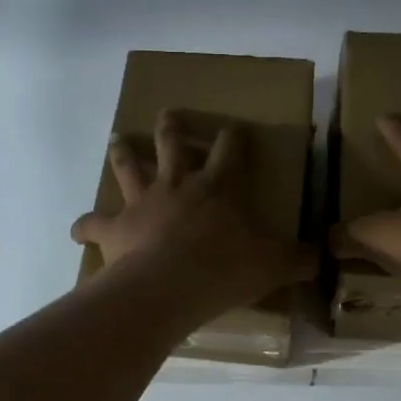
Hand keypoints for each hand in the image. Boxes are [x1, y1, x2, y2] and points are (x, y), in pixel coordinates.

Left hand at [71, 110, 316, 316]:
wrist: (169, 286)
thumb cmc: (225, 269)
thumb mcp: (273, 264)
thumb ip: (299, 259)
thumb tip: (324, 257)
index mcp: (217, 186)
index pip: (230, 148)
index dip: (234, 136)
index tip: (236, 128)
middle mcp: (176, 184)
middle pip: (170, 142)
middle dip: (171, 126)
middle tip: (168, 114)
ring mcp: (141, 202)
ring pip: (128, 166)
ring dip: (122, 152)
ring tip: (118, 140)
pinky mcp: (115, 227)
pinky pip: (92, 222)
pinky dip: (84, 226)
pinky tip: (76, 229)